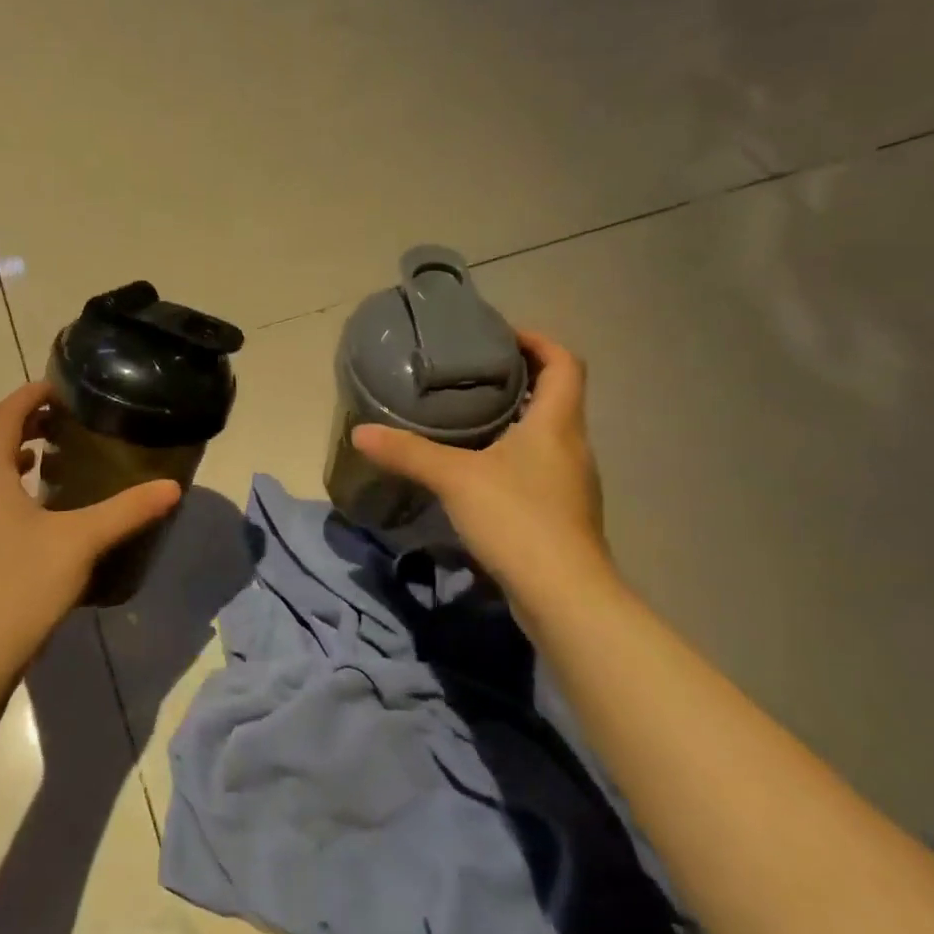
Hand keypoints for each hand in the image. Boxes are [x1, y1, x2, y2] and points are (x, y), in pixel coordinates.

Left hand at [0, 381, 181, 665]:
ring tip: (52, 455)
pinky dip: (6, 485)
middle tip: (66, 419)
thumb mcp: (82, 541)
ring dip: (14, 454)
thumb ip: (127, 510)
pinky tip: (35, 509)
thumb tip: (171, 487)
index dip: (32, 394)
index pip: (5, 414)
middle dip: (26, 421)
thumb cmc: (22, 585)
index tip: (63, 387)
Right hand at [351, 329, 612, 597]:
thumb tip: (360, 432)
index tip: (502, 336)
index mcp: (557, 423)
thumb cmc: (518, 519)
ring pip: (548, 435)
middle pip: (557, 396)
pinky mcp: (563, 515)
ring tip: (470, 418)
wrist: (566, 598)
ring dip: (517, 419)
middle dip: (520, 379)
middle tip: (473, 374)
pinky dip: (514, 456)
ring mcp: (571, 483)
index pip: (564, 363)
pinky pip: (540, 468)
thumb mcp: (455, 478)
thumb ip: (408, 452)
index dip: (539, 341)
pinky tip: (480, 471)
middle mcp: (573, 446)